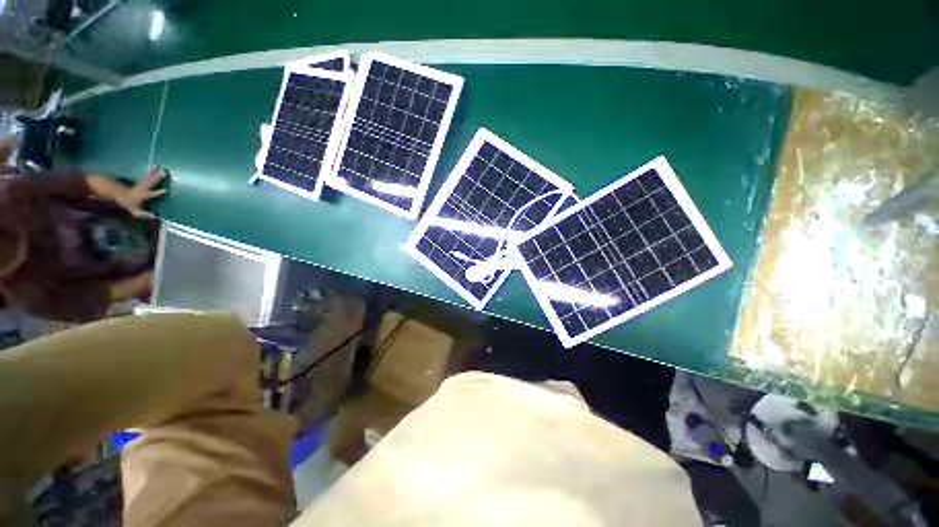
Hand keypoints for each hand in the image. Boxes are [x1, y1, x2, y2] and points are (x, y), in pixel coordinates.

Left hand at [113, 168, 167, 218]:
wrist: (119, 194)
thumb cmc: (130, 204)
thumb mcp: (135, 211)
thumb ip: (144, 214)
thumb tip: (154, 217)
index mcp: (144, 195)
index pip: (151, 194)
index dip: (157, 193)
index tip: (165, 190)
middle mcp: (143, 188)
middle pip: (150, 182)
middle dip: (156, 177)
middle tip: (164, 171)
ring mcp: (142, 184)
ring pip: (148, 177)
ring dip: (154, 172)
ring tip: (158, 167)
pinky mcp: (141, 181)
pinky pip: (146, 175)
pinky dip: (149, 171)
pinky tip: (152, 167)